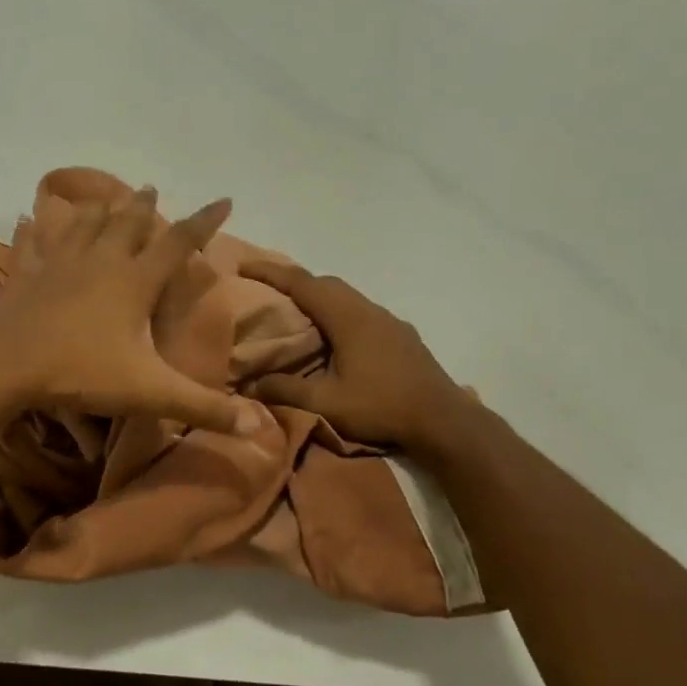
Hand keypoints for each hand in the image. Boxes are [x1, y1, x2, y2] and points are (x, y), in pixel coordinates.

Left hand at [0, 186, 258, 435]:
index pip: (178, 242)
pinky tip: (25, 218)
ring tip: (106, 197)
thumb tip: (255, 427)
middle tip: (151, 189)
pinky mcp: (26, 275)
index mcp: (134, 281)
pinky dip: (32, 230)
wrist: (8, 366)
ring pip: (83, 225)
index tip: (224, 199)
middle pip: (127, 223)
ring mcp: (59, 263)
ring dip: (98, 209)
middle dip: (144, 206)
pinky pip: (31, 244)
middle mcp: (100, 261)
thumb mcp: (150, 393)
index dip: (204, 222)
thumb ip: (201, 407)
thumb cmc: (83, 372)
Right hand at [237, 259, 473, 454]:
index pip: (303, 283)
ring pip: (346, 296)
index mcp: (348, 318)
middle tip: (266, 290)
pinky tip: (334, 337)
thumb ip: (286, 391)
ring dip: (318, 297)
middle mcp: (369, 310)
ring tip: (296, 313)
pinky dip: (338, 312)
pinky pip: (361, 311)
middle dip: (293, 281)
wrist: (443, 420)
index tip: (244, 265)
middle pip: (326, 283)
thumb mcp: (326, 404)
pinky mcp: (401, 335)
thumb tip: (249, 385)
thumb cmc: (381, 407)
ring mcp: (389, 321)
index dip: (271, 272)